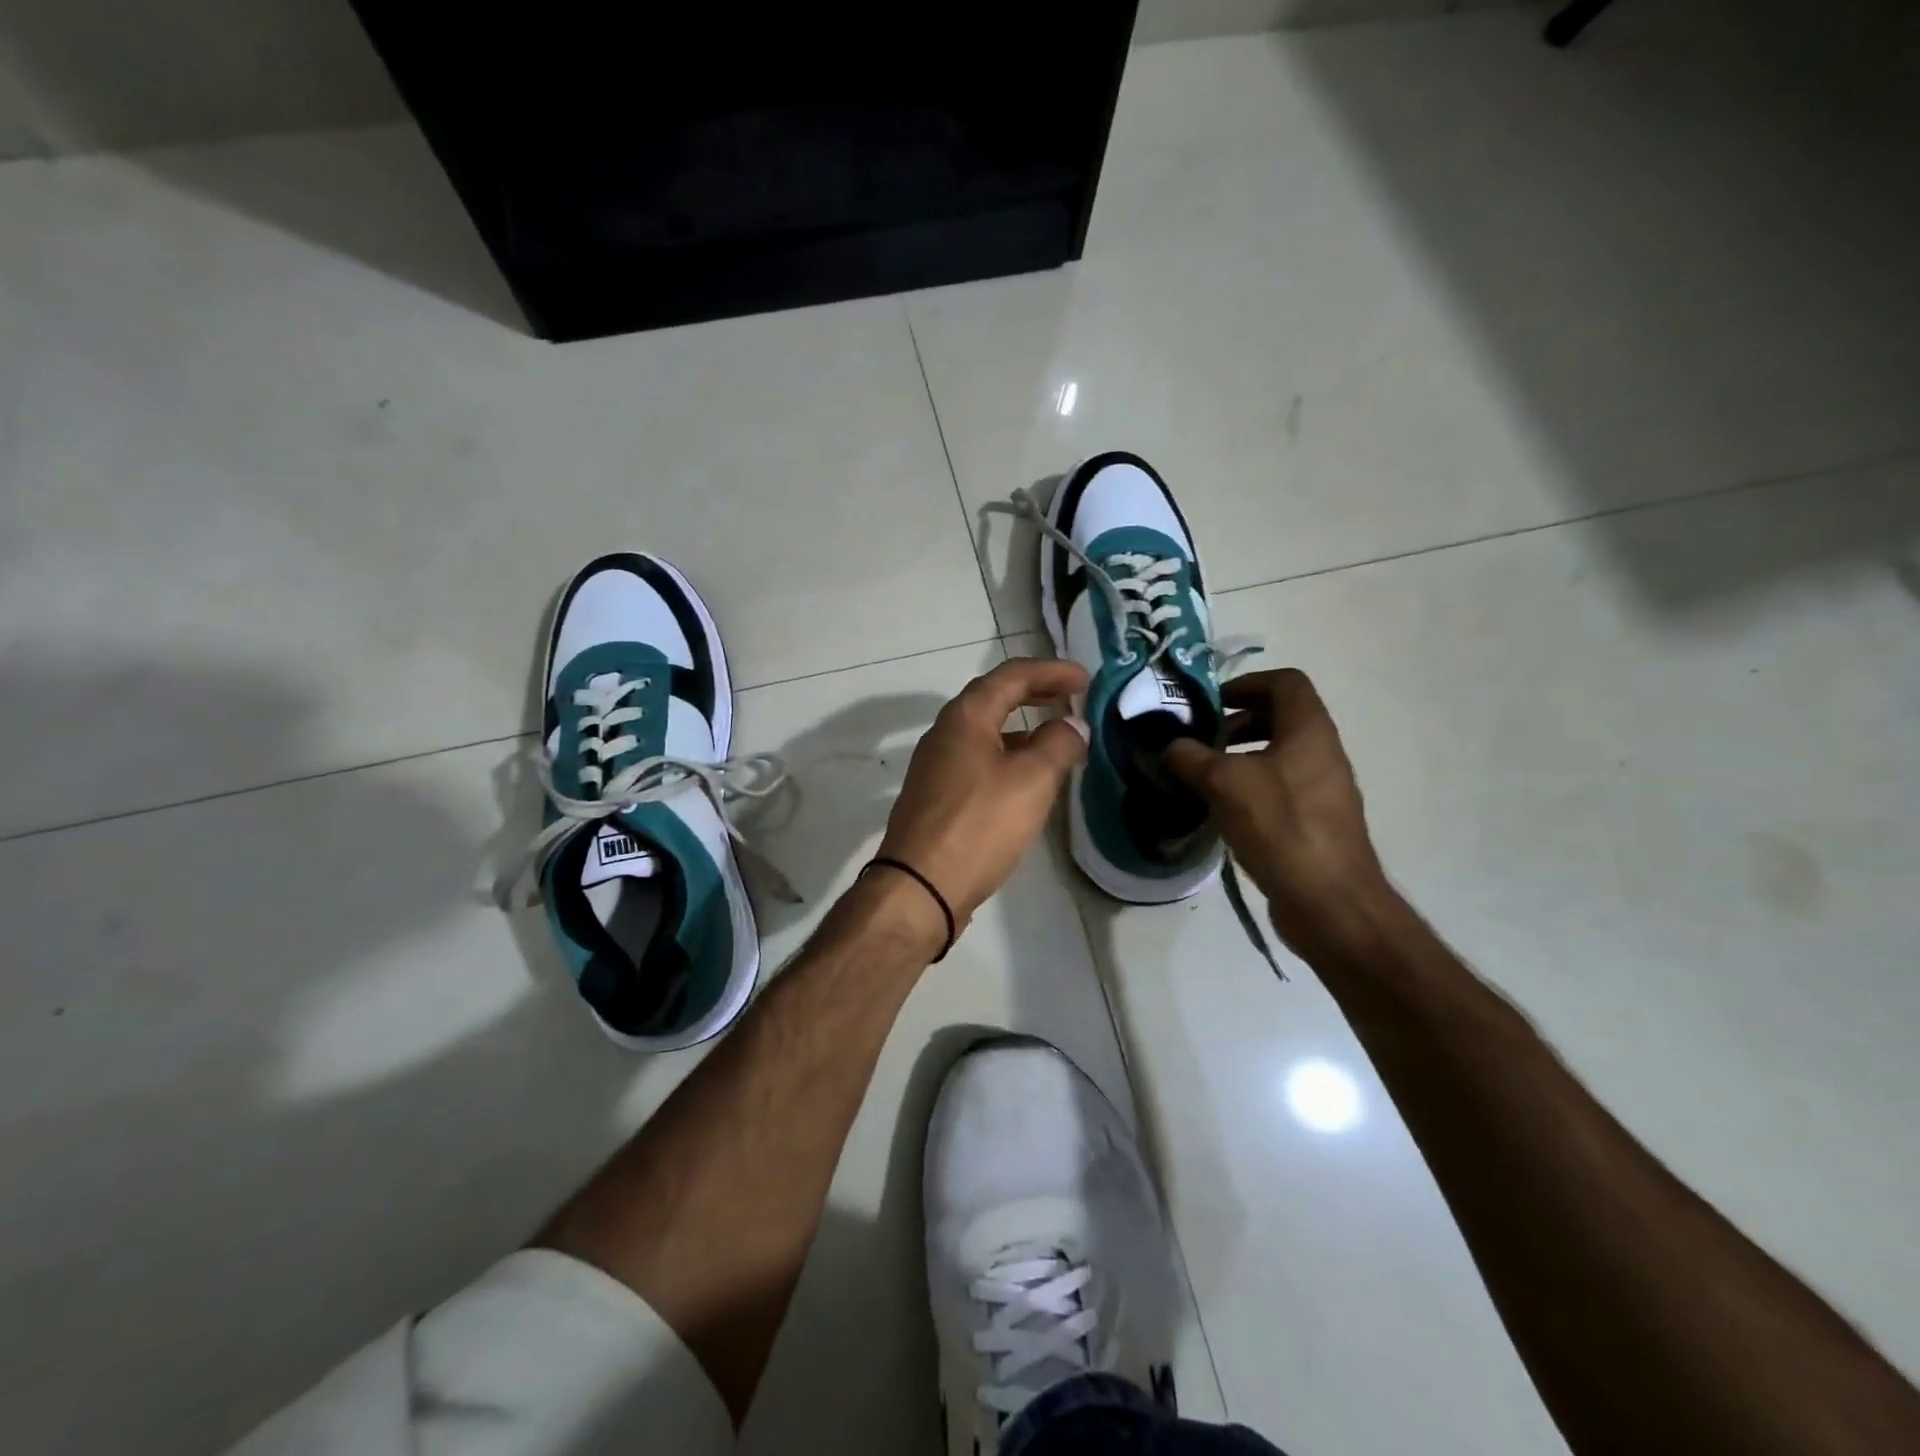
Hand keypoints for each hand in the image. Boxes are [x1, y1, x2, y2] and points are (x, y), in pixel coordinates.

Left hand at [875, 657, 1089, 934]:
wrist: (920, 886)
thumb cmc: (979, 826)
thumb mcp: (1031, 781)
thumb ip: (1057, 745)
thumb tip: (1072, 725)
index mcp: (965, 717)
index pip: (1011, 676)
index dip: (1051, 671)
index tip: (1085, 679)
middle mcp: (945, 733)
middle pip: (994, 699)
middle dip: (1034, 693)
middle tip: (1070, 696)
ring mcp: (936, 766)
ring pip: (985, 732)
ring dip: (1022, 727)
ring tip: (1056, 737)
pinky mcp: (937, 797)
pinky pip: (978, 760)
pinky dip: (1008, 756)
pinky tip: (1026, 780)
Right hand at [1163, 669, 1396, 953]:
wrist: (1330, 901)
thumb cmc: (1280, 826)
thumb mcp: (1223, 783)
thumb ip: (1190, 757)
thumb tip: (1171, 746)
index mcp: (1309, 730)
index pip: (1285, 682)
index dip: (1246, 683)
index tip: (1212, 703)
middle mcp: (1323, 752)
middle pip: (1282, 717)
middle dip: (1239, 721)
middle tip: (1203, 741)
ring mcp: (1324, 789)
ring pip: (1280, 755)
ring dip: (1242, 756)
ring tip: (1206, 777)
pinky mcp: (1318, 821)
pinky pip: (1283, 787)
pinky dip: (1252, 787)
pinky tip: (1224, 812)